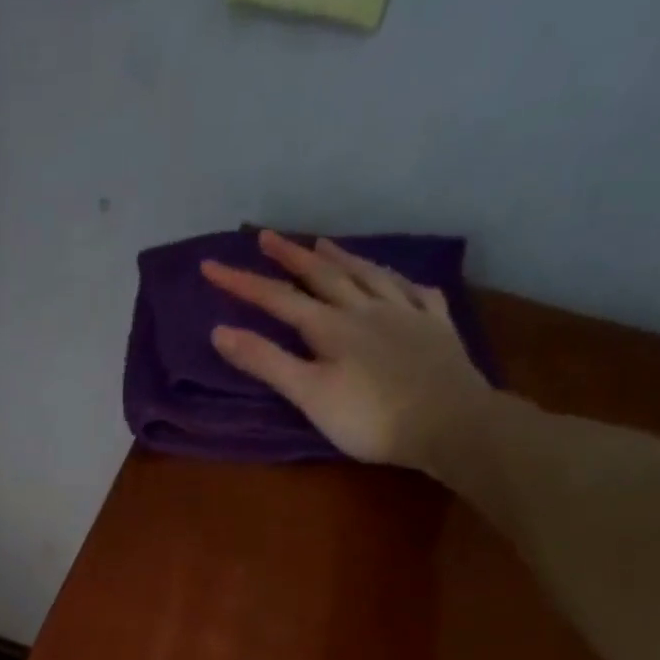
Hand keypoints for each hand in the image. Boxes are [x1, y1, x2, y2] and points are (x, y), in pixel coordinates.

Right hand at [202, 229, 492, 468]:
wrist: (448, 423)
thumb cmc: (370, 418)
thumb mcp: (309, 395)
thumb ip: (266, 362)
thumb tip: (220, 331)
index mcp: (331, 327)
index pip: (278, 299)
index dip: (243, 282)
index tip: (211, 265)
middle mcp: (366, 309)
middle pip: (324, 275)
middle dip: (291, 256)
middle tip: (268, 236)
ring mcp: (406, 313)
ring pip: (369, 275)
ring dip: (343, 258)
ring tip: (325, 243)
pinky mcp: (436, 328)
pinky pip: (417, 294)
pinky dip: (400, 282)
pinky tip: (398, 282)